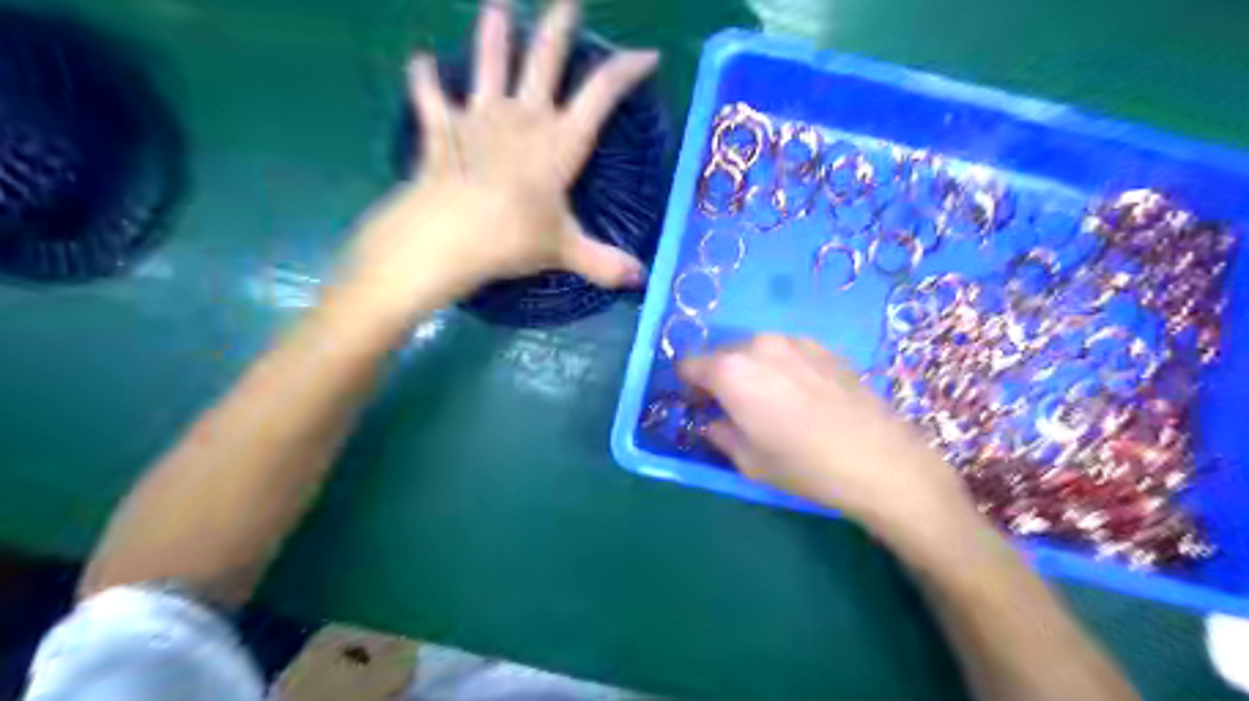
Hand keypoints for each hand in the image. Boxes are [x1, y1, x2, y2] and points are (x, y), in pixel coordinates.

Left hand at [338, 0, 657, 321]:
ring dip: (493, 34)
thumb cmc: (513, 238)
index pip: (601, 94)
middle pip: (545, 60)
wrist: (447, 235)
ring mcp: (480, 118)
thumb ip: (603, 263)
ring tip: (496, 7)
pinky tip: (419, 62)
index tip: (646, 55)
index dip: (625, 71)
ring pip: (490, 64)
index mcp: (560, 142)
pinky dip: (424, 79)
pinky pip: (430, 97)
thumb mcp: (565, 251)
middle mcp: (524, 118)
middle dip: (559, 26)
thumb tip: (641, 281)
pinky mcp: (441, 129)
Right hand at [682, 336, 974, 533]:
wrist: (881, 460)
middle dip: (719, 377)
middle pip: (721, 354)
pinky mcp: (823, 346)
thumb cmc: (804, 466)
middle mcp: (758, 345)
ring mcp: (794, 341)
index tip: (700, 407)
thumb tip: (714, 422)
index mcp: (731, 371)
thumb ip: (720, 434)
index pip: (689, 364)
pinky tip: (801, 397)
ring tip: (771, 402)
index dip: (689, 387)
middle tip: (733, 408)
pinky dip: (780, 367)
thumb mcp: (749, 461)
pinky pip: (785, 352)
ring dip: (750, 370)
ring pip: (754, 350)